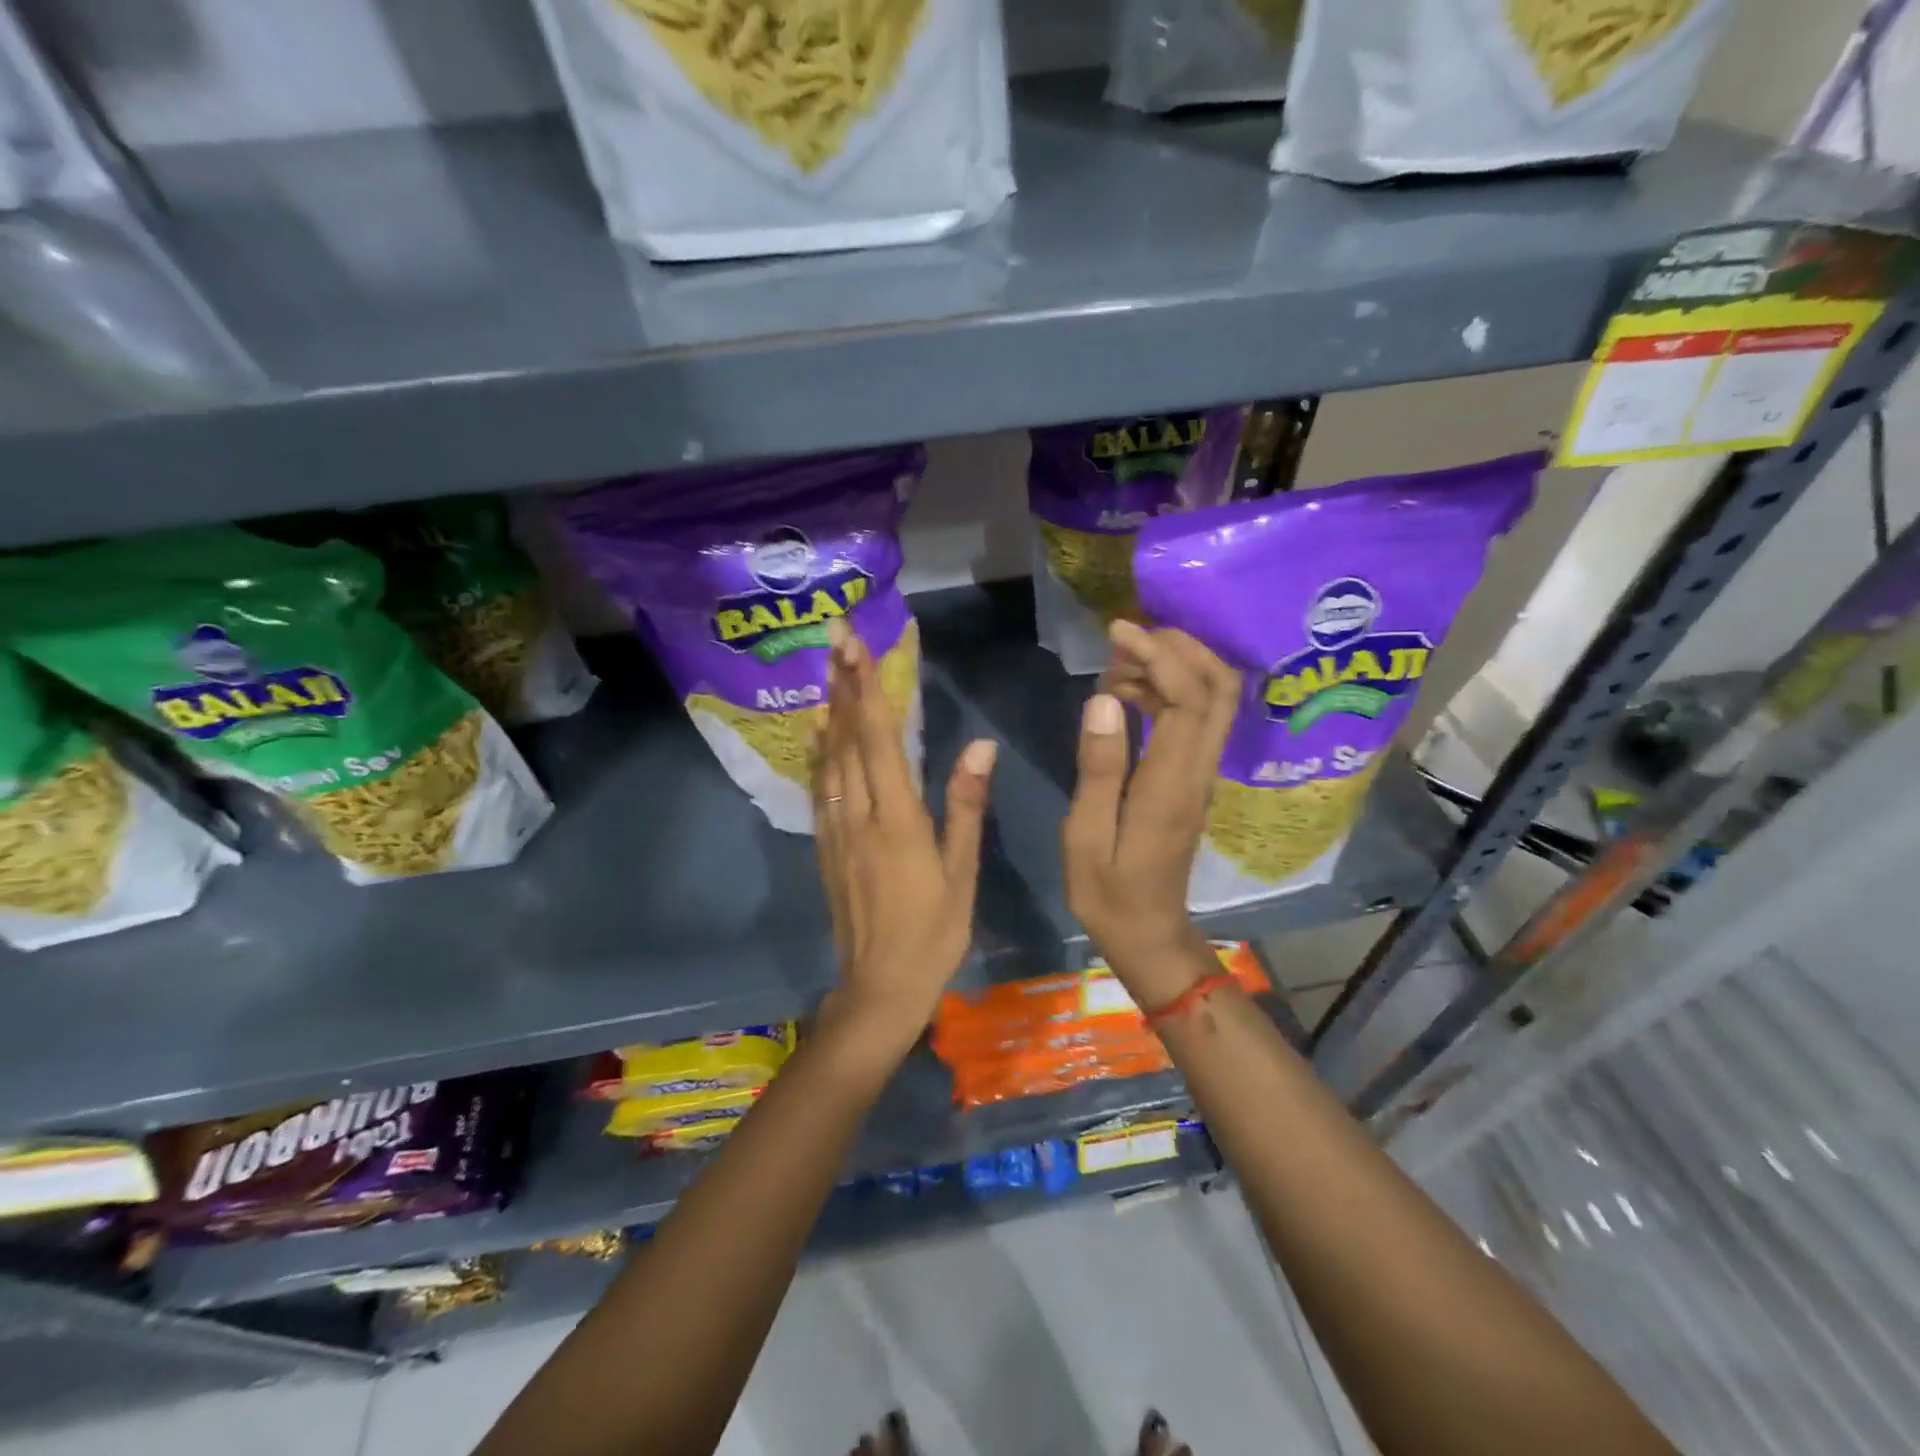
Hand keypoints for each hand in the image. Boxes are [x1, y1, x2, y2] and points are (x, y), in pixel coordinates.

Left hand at [813, 618, 995, 1066]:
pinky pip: (819, 787)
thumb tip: (980, 746)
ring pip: (828, 758)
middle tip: (835, 636)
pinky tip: (818, 734)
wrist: (879, 988)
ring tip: (827, 670)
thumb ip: (966, 805)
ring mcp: (835, 830)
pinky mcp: (825, 846)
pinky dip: (819, 752)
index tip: (854, 646)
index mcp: (897, 818)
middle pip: (847, 738)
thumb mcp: (962, 872)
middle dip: (843, 684)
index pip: (878, 739)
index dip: (866, 689)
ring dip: (829, 711)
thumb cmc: (934, 932)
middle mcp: (858, 814)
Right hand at [1062, 620, 1241, 1008]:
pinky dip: (1170, 692)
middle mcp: (1198, 772)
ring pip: (1214, 702)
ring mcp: (1202, 776)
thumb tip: (1104, 699)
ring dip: (1176, 667)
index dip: (1158, 655)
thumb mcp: (1085, 834)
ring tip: (1118, 664)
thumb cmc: (1107, 891)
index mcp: (1170, 784)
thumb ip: (1098, 766)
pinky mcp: (1194, 781)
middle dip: (1182, 648)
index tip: (1117, 632)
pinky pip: (1196, 721)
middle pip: (1220, 690)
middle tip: (1129, 636)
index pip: (1186, 700)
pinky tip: (1127, 694)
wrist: (1148, 933)